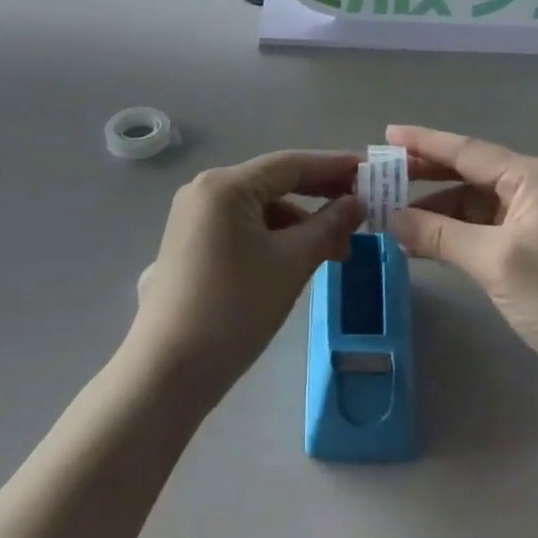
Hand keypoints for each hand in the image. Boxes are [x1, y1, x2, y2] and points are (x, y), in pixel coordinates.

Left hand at [129, 152, 361, 400]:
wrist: (166, 373)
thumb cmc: (234, 309)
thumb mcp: (291, 263)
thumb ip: (329, 226)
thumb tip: (357, 203)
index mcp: (226, 185)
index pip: (291, 164)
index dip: (334, 166)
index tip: (371, 171)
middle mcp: (205, 190)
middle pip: (274, 182)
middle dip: (320, 195)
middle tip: (361, 209)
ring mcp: (193, 217)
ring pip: (260, 207)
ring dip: (299, 222)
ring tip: (335, 249)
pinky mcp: (190, 244)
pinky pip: (242, 226)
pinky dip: (274, 236)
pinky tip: (297, 259)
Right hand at [385, 125, 537, 394]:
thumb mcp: (496, 262)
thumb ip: (440, 235)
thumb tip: (390, 218)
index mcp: (533, 176)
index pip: (467, 151)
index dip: (424, 142)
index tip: (387, 134)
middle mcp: (535, 186)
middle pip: (469, 171)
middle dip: (425, 174)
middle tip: (381, 176)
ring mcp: (536, 216)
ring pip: (475, 201)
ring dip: (437, 208)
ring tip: (393, 215)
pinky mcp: (534, 244)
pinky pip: (485, 225)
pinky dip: (455, 231)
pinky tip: (426, 240)